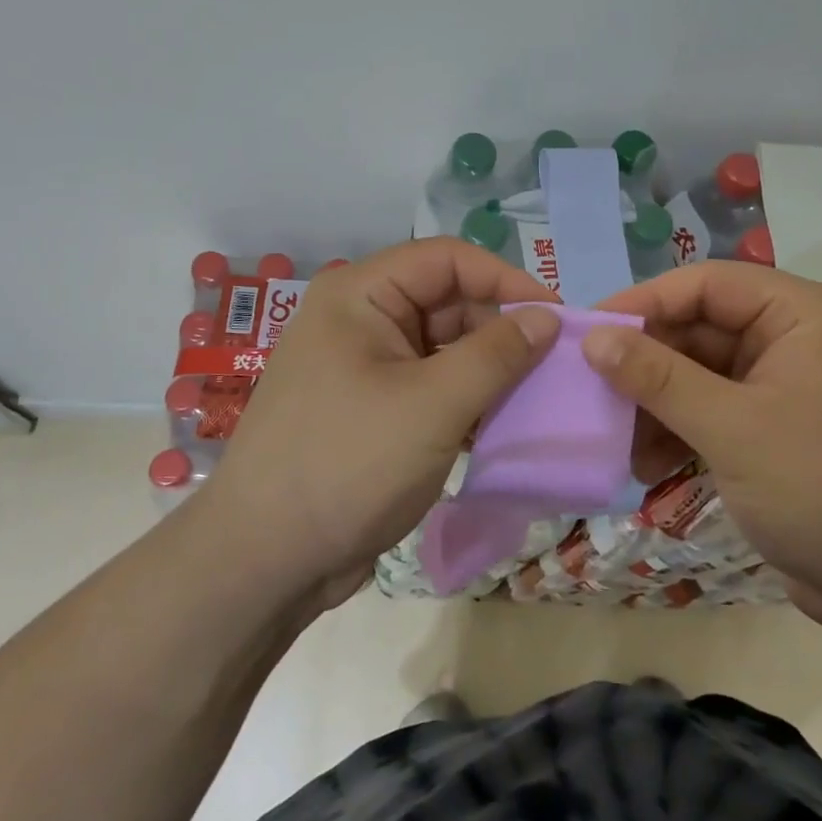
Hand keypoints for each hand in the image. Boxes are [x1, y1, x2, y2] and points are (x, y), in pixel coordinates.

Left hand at [208, 239, 559, 606]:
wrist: (265, 561)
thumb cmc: (348, 465)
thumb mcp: (433, 405)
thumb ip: (497, 355)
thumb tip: (547, 316)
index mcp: (360, 295)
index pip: (447, 259)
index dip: (505, 279)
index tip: (556, 318)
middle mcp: (360, 320)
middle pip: (447, 301)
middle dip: (500, 329)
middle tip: (554, 365)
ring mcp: (364, 367)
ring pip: (443, 348)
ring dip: (489, 369)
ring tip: (537, 397)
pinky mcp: (372, 410)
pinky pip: (432, 386)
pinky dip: (467, 399)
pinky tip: (501, 426)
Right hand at [586, 262, 821, 622]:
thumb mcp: (731, 428)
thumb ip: (658, 378)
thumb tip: (593, 338)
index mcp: (800, 314)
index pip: (706, 284)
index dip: (644, 303)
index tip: (588, 333)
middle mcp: (793, 338)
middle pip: (699, 329)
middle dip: (646, 365)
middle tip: (593, 394)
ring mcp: (783, 385)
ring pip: (698, 374)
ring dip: (656, 405)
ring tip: (618, 441)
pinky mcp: (773, 429)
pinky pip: (712, 411)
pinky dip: (678, 432)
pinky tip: (647, 466)